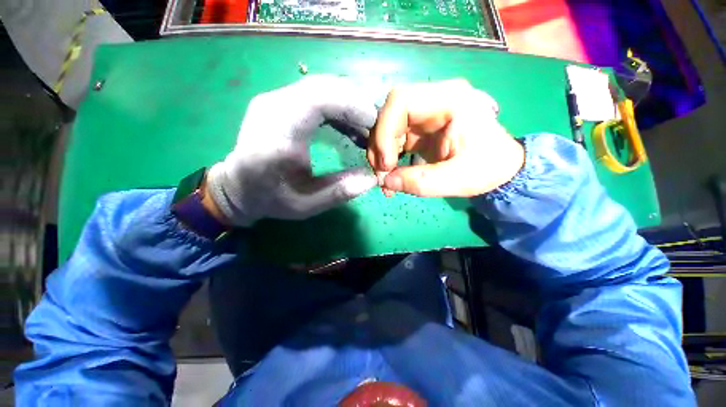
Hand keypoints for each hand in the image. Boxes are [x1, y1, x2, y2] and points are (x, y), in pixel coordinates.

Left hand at [206, 75, 378, 226]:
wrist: (238, 187)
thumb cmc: (270, 198)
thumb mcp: (306, 205)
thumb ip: (339, 192)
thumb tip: (372, 178)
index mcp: (277, 135)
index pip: (317, 99)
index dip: (352, 105)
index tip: (374, 124)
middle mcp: (272, 107)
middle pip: (322, 86)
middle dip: (355, 103)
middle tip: (375, 127)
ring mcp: (274, 100)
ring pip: (320, 86)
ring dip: (348, 103)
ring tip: (365, 127)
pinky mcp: (280, 101)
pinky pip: (315, 94)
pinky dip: (337, 105)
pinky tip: (349, 124)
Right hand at [367, 79, 524, 196]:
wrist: (500, 167)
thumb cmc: (487, 168)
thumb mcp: (458, 179)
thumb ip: (421, 182)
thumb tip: (386, 181)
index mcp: (450, 100)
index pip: (401, 101)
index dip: (385, 131)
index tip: (386, 163)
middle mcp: (434, 100)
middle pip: (390, 114)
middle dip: (380, 146)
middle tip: (382, 174)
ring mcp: (425, 114)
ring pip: (388, 127)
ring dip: (381, 154)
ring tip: (386, 179)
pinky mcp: (420, 129)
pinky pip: (394, 139)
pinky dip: (388, 157)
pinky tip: (392, 175)